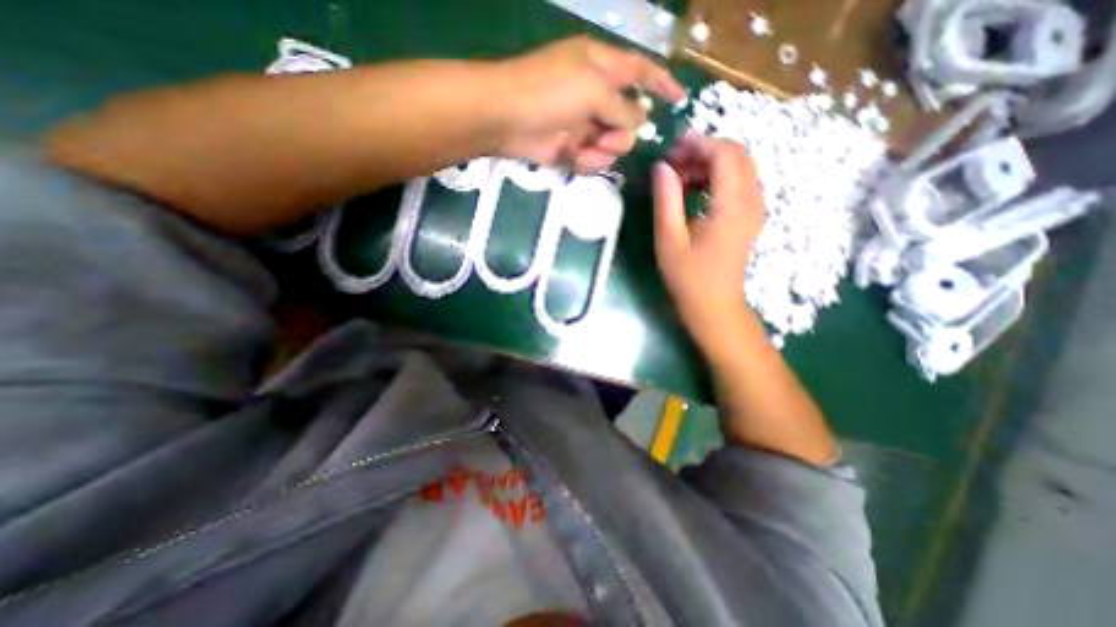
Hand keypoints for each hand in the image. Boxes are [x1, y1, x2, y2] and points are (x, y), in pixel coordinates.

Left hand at [492, 36, 685, 174]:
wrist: (506, 118)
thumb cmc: (549, 92)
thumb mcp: (593, 89)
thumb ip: (623, 106)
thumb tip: (639, 120)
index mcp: (603, 67)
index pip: (640, 71)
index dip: (662, 83)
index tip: (681, 99)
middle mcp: (596, 96)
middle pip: (630, 119)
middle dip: (622, 133)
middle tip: (606, 137)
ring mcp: (584, 124)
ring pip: (613, 144)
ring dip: (604, 151)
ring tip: (586, 149)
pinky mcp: (571, 148)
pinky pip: (593, 160)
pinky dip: (588, 162)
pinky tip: (575, 159)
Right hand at [652, 135, 762, 354]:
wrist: (713, 306)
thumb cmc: (688, 277)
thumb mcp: (669, 239)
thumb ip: (666, 199)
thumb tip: (661, 167)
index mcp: (732, 206)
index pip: (725, 154)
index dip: (698, 144)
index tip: (671, 149)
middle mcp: (751, 201)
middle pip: (737, 155)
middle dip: (704, 150)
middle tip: (673, 162)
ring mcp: (753, 209)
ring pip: (739, 167)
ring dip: (710, 163)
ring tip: (679, 176)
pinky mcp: (748, 217)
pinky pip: (738, 183)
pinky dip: (716, 177)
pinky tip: (694, 190)